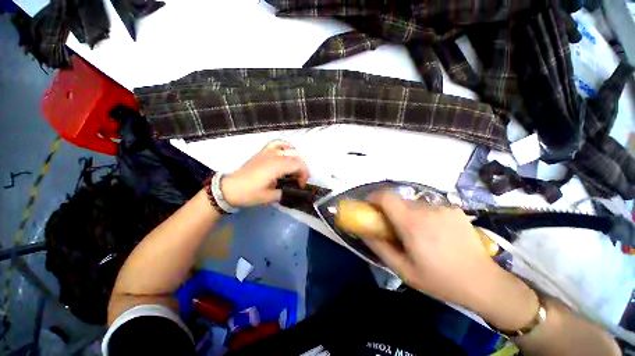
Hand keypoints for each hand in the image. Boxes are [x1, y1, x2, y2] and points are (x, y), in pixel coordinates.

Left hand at [221, 141, 308, 206]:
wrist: (230, 188)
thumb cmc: (250, 193)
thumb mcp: (269, 197)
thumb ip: (284, 192)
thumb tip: (293, 190)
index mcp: (276, 167)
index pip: (298, 165)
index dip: (304, 175)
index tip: (301, 185)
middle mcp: (274, 156)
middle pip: (296, 158)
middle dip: (302, 169)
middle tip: (299, 180)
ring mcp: (268, 152)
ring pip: (289, 150)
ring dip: (296, 159)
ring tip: (294, 168)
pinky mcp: (263, 152)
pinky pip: (277, 143)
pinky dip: (285, 146)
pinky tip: (286, 152)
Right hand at [362, 192, 509, 312]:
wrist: (483, 282)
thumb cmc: (439, 279)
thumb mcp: (403, 270)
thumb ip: (379, 248)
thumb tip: (363, 232)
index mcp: (411, 223)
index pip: (386, 196)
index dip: (374, 197)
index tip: (370, 206)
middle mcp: (426, 209)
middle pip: (398, 200)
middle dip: (391, 210)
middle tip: (393, 226)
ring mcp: (442, 207)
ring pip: (413, 203)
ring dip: (408, 213)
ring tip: (417, 233)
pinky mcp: (454, 209)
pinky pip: (429, 207)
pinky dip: (424, 215)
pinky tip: (435, 232)